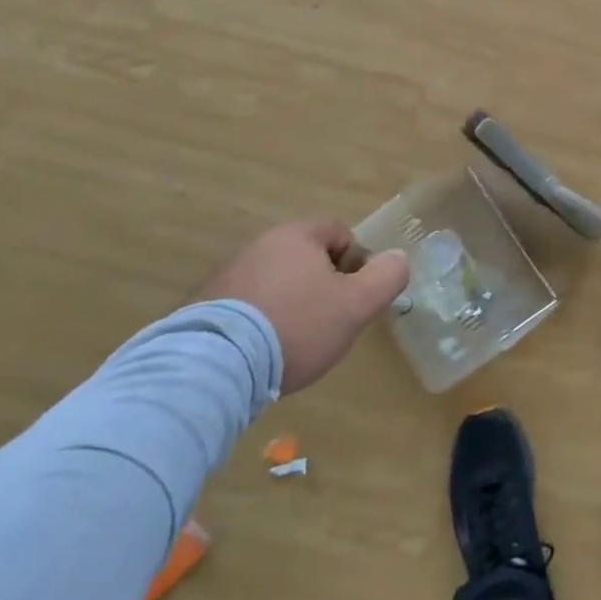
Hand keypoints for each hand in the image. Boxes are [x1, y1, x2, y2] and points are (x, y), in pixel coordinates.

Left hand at [197, 219, 408, 392]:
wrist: (214, 367)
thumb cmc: (296, 327)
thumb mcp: (356, 305)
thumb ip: (386, 278)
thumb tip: (398, 259)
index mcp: (297, 236)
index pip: (338, 232)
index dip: (355, 261)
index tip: (353, 296)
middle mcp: (260, 245)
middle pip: (305, 257)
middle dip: (321, 285)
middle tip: (329, 321)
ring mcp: (227, 275)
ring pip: (275, 282)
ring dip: (289, 303)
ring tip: (293, 343)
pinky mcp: (202, 307)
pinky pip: (245, 306)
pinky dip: (259, 322)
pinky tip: (261, 353)